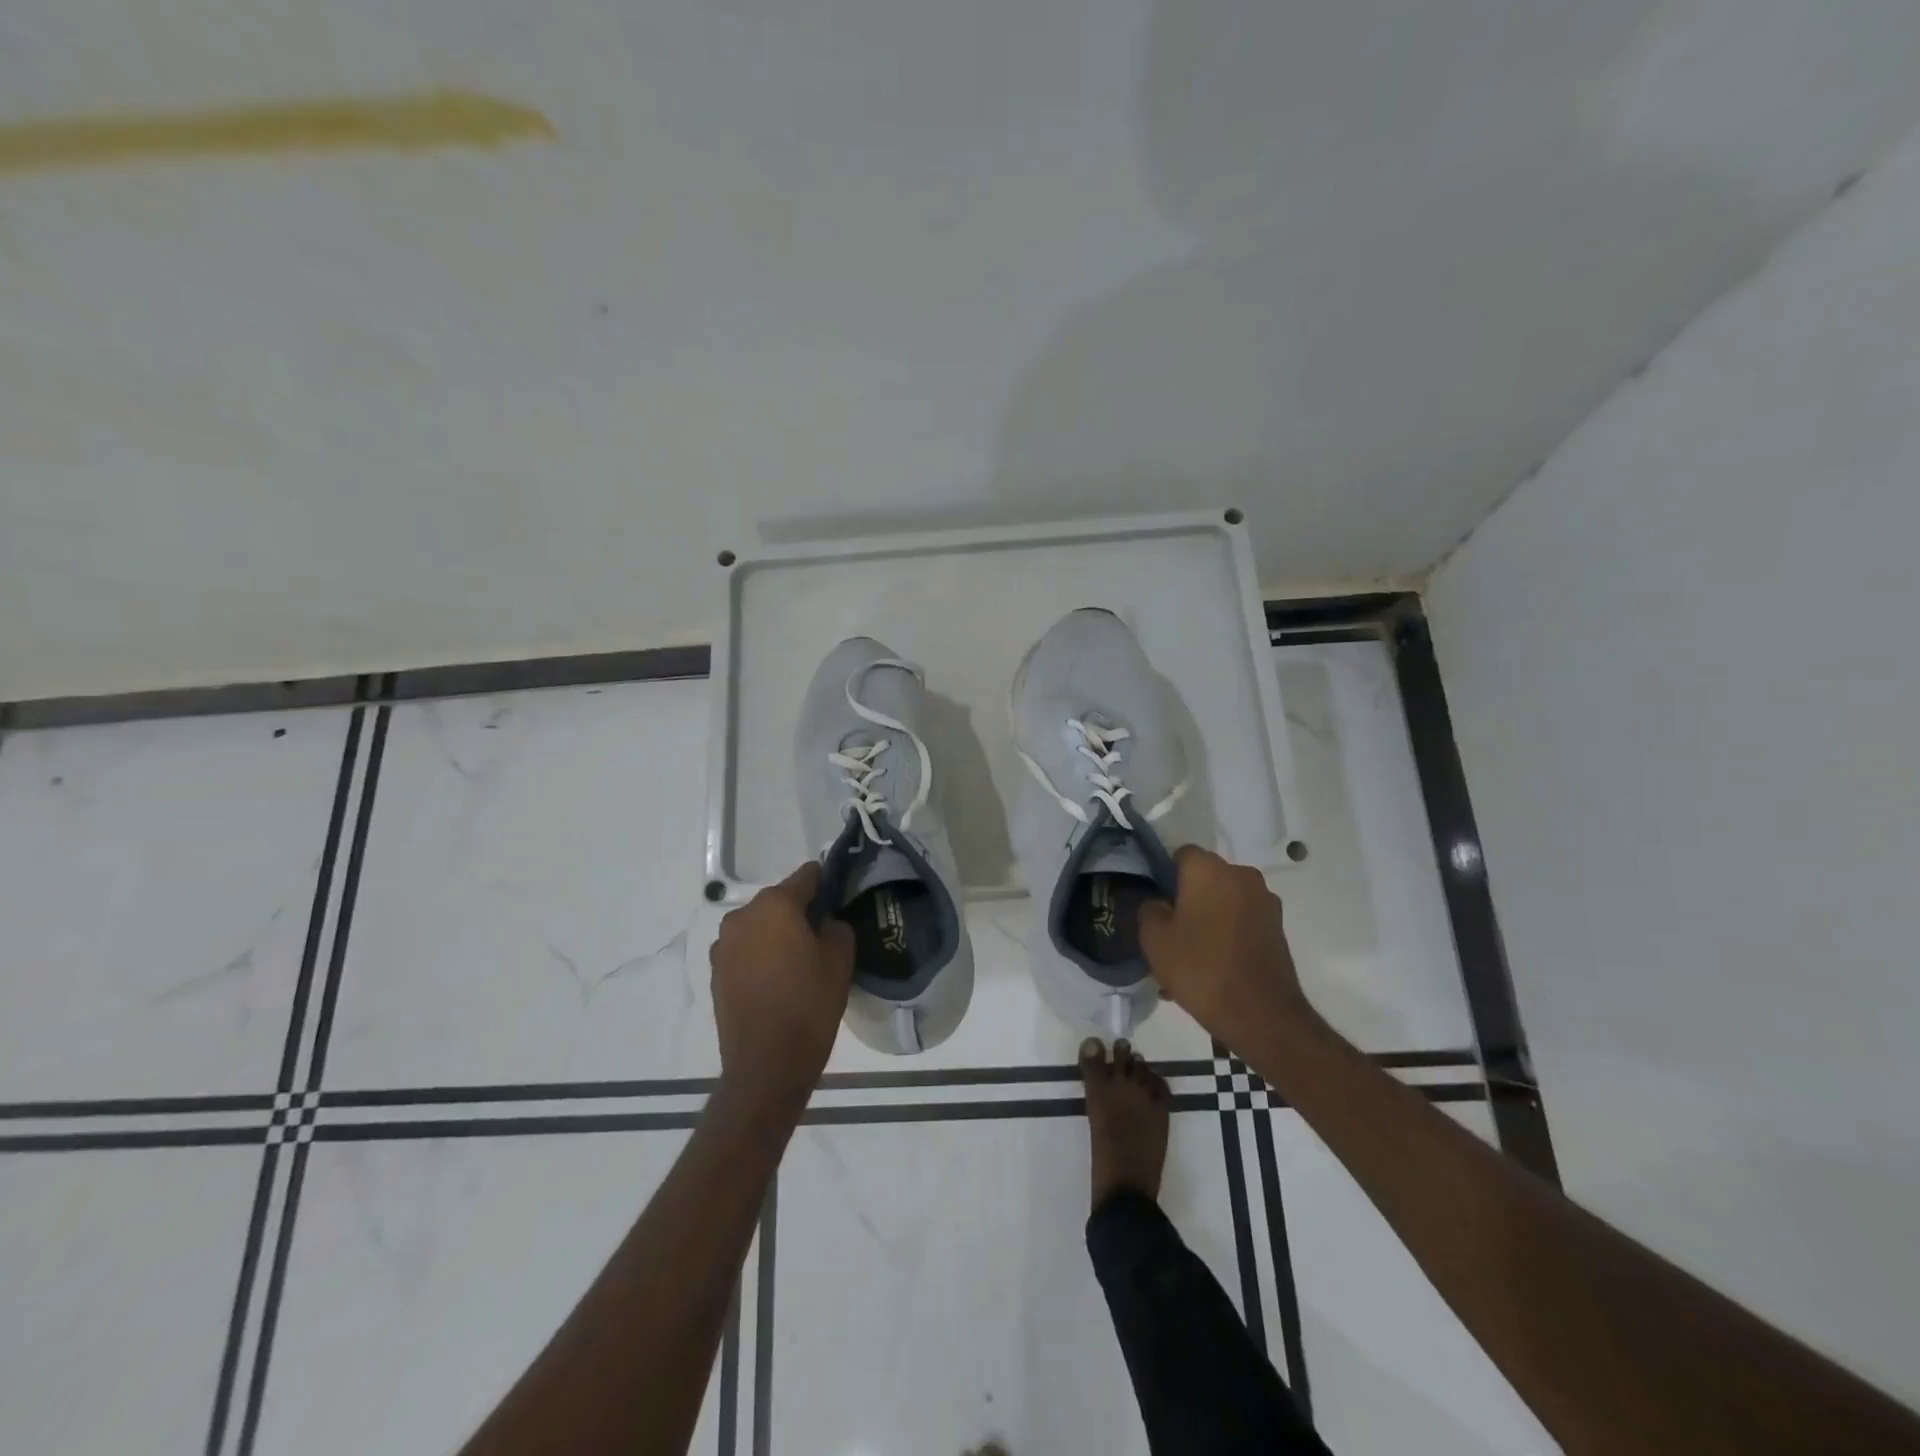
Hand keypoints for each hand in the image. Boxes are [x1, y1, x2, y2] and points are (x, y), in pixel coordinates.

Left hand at [710, 863, 854, 1118]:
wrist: (766, 1065)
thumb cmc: (809, 1005)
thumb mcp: (840, 960)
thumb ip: (837, 926)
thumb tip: (825, 921)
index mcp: (775, 904)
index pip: (807, 876)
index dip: (827, 883)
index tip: (841, 898)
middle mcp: (742, 915)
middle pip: (779, 900)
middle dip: (800, 911)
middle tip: (824, 935)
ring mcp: (723, 944)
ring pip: (760, 925)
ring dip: (778, 934)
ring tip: (800, 960)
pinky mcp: (716, 971)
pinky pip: (745, 949)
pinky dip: (761, 955)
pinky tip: (778, 979)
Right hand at [1138, 846, 1314, 1037]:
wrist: (1262, 1015)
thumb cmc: (1201, 968)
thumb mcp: (1154, 939)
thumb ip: (1150, 910)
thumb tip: (1161, 904)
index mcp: (1210, 869)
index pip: (1181, 854)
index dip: (1165, 876)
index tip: (1157, 903)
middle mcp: (1241, 875)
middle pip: (1205, 878)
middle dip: (1188, 898)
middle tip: (1171, 932)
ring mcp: (1265, 901)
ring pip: (1224, 901)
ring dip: (1208, 918)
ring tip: (1192, 955)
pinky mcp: (1278, 927)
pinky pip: (1242, 921)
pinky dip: (1227, 935)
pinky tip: (1214, 966)